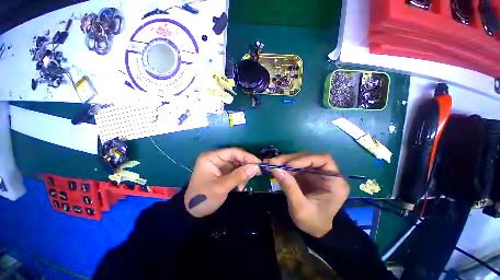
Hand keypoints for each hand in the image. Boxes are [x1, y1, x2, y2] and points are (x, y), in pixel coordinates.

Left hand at [185, 148, 261, 217]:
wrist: (193, 212)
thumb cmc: (204, 197)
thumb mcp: (222, 187)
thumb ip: (239, 176)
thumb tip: (256, 167)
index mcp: (211, 157)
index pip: (233, 152)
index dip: (247, 156)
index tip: (259, 163)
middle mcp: (216, 158)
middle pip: (236, 157)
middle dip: (246, 166)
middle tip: (256, 174)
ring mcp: (219, 165)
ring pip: (238, 164)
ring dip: (243, 174)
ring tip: (243, 185)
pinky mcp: (222, 172)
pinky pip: (236, 171)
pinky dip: (240, 178)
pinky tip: (240, 187)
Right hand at [266, 153, 349, 236]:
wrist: (313, 229)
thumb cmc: (312, 221)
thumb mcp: (300, 208)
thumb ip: (289, 187)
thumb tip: (276, 169)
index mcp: (335, 182)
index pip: (323, 160)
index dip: (305, 159)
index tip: (289, 165)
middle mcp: (326, 173)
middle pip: (308, 157)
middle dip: (289, 159)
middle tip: (273, 162)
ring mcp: (314, 172)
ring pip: (299, 159)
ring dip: (284, 161)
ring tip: (270, 163)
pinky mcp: (305, 174)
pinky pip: (294, 165)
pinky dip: (283, 165)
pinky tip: (273, 166)